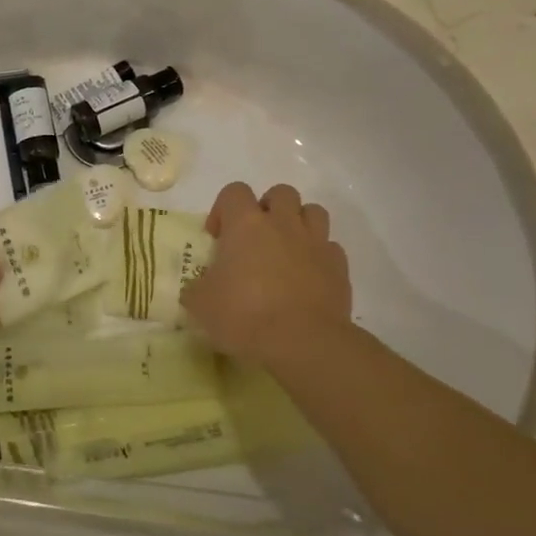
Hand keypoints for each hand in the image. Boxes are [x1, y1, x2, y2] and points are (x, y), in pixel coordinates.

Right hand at [182, 182, 351, 363]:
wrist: (303, 343)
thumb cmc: (244, 315)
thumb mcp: (201, 305)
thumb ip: (196, 289)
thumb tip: (197, 289)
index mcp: (246, 224)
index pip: (234, 192)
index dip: (223, 209)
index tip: (217, 238)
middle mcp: (283, 223)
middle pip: (280, 192)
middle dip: (268, 208)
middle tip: (256, 237)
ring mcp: (315, 243)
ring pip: (313, 212)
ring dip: (299, 223)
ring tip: (286, 250)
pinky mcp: (339, 267)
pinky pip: (330, 247)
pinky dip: (319, 256)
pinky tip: (308, 277)